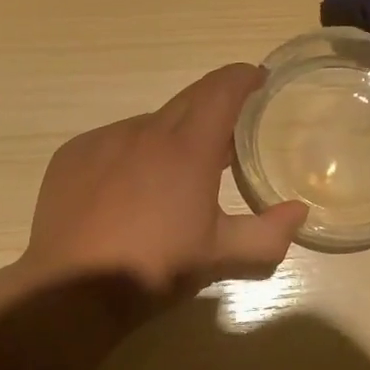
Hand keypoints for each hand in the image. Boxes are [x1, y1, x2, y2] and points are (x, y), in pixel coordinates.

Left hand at [21, 64, 309, 302]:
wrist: (72, 291)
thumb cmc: (155, 268)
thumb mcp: (220, 256)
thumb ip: (268, 234)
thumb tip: (298, 212)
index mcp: (187, 148)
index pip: (222, 90)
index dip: (243, 77)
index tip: (258, 79)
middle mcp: (145, 131)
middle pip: (188, 100)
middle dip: (213, 106)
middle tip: (228, 135)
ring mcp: (104, 140)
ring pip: (150, 124)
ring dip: (171, 137)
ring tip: (174, 175)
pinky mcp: (73, 155)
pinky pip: (113, 141)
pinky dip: (132, 154)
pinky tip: (128, 190)